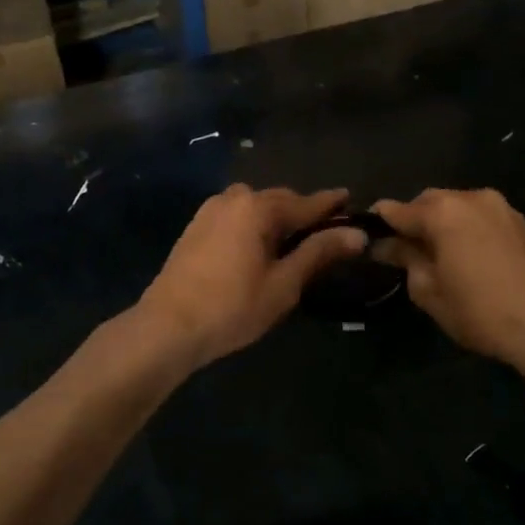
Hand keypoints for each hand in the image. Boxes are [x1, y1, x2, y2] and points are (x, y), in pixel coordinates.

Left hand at [137, 186, 366, 369]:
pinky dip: (254, 225)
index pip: (306, 203)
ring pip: (255, 207)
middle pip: (279, 200)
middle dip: (303, 212)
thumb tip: (357, 235)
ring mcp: (210, 211)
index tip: (350, 197)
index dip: (330, 204)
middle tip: (327, 228)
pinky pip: (236, 217)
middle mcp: (234, 198)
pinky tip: (260, 245)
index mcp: (258, 207)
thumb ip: (319, 253)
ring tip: (294, 240)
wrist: (167, 326)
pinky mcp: (195, 227)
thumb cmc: (232, 307)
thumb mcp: (284, 283)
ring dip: (277, 218)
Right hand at [373, 189, 524, 374]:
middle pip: (428, 201)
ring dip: (440, 223)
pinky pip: (478, 216)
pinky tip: (465, 255)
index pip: (397, 209)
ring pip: (455, 206)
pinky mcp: (519, 221)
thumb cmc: (479, 312)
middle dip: (413, 221)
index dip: (379, 223)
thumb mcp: (429, 291)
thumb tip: (386, 245)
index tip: (369, 238)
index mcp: (443, 212)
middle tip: (404, 252)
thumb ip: (405, 259)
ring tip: (437, 255)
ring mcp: (499, 207)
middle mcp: (470, 197)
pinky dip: (464, 228)